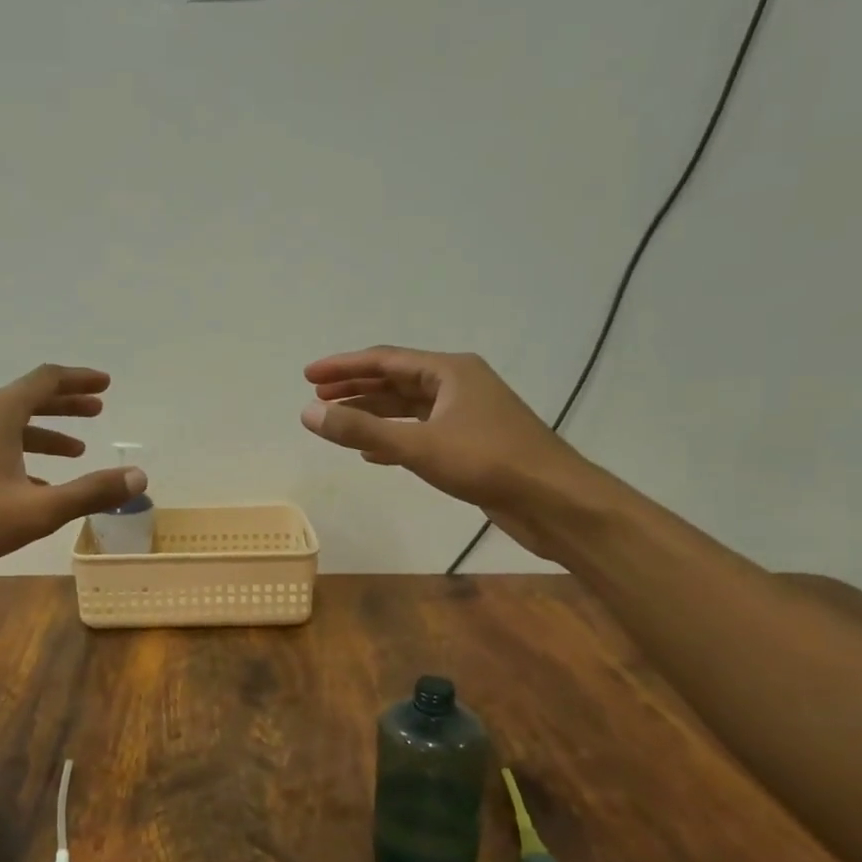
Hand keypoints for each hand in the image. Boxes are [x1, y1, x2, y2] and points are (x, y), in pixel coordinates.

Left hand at [0, 364, 145, 582]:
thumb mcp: (36, 510)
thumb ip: (89, 492)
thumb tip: (139, 477)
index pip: (46, 380)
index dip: (79, 380)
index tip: (106, 384)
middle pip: (27, 398)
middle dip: (65, 404)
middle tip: (97, 409)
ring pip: (8, 426)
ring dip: (44, 433)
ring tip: (76, 451)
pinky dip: (20, 456)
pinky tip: (34, 484)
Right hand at [300, 347, 593, 555]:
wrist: (554, 501)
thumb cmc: (488, 463)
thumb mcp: (418, 445)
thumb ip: (361, 430)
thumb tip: (308, 413)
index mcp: (450, 371)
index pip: (385, 360)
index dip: (343, 366)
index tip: (308, 375)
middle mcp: (458, 385)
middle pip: (396, 380)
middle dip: (355, 387)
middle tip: (317, 396)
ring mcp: (466, 414)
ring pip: (408, 407)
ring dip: (372, 412)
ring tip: (337, 420)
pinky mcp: (470, 443)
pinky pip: (421, 431)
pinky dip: (393, 437)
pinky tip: (372, 453)